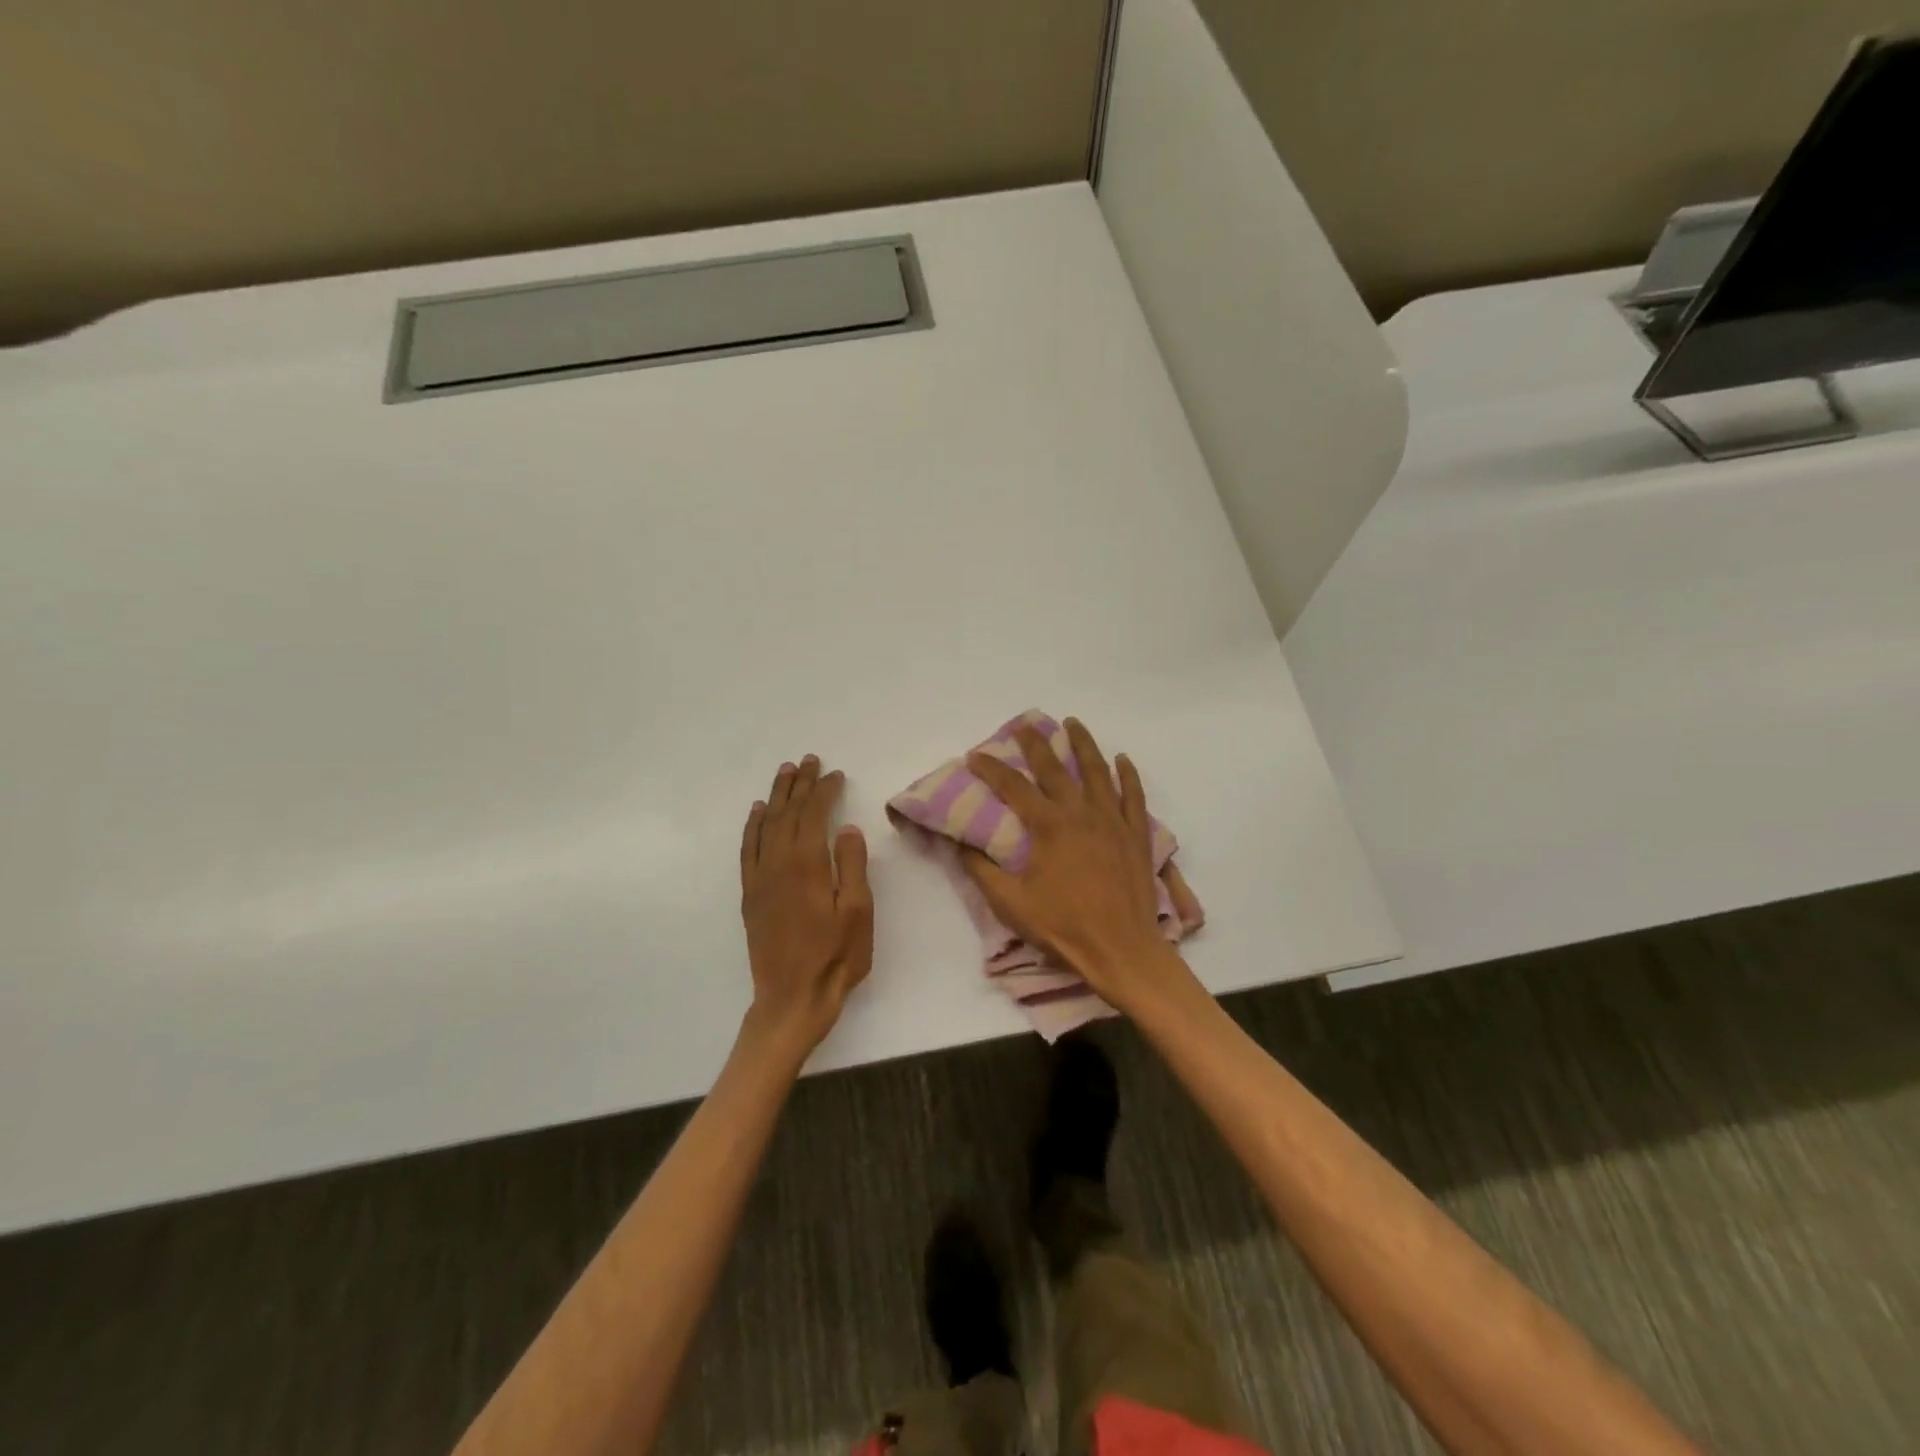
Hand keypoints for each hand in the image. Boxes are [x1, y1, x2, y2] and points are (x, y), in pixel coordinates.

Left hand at [739, 756, 874, 1053]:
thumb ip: (852, 866)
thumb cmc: (836, 956)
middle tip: (809, 760)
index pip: (814, 815)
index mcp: (808, 865)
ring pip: (766, 825)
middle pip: (788, 813)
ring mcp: (760, 879)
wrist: (792, 998)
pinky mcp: (751, 894)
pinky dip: (753, 826)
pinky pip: (748, 849)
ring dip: (776, 796)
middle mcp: (778, 864)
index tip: (835, 774)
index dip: (824, 791)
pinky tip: (757, 812)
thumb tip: (847, 829)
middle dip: (800, 784)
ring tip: (785, 773)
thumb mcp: (858, 912)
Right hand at [961, 718, 1196, 1011]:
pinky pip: (1134, 795)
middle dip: (1036, 743)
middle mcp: (1081, 812)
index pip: (1013, 787)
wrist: (1121, 948)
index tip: (975, 756)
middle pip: (1055, 767)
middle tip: (1024, 724)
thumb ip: (983, 870)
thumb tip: (961, 844)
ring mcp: (1113, 820)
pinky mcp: (1137, 834)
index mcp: (1049, 826)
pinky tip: (1122, 760)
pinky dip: (1128, 775)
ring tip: (1073, 723)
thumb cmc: (1063, 927)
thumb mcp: (1011, 903)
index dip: (991, 768)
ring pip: (1098, 771)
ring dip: (1084, 744)